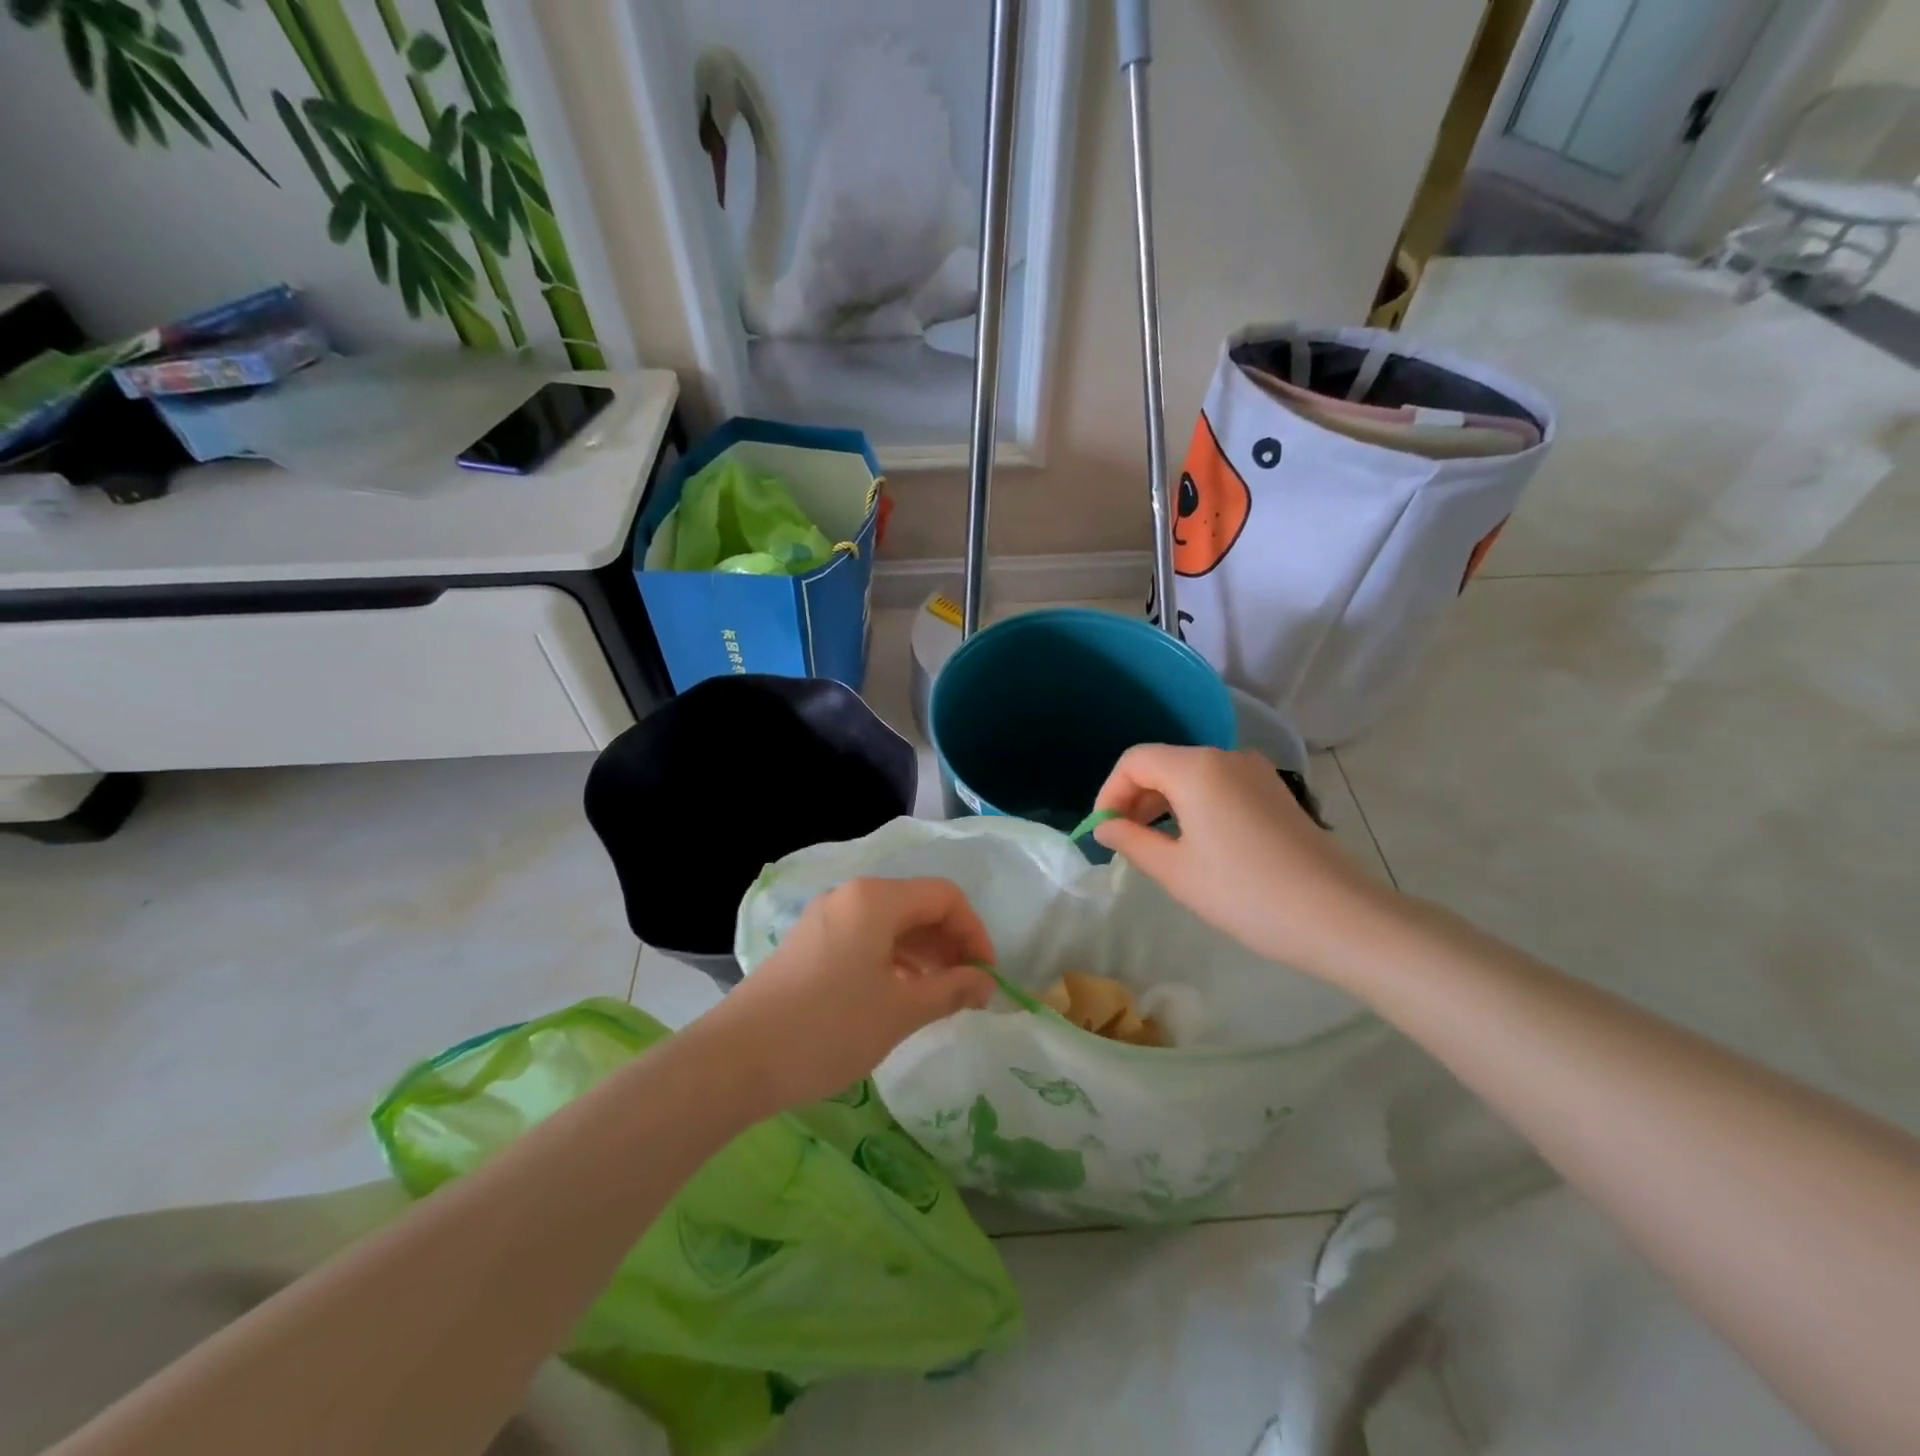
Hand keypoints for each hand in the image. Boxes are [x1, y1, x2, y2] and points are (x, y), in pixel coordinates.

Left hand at [694, 877, 996, 1113]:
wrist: (736, 1060)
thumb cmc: (829, 1028)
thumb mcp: (900, 1011)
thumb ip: (951, 991)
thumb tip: (985, 983)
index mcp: (876, 900)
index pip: (944, 897)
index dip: (974, 933)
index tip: (985, 977)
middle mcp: (850, 897)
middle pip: (916, 906)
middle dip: (949, 944)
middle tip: (965, 991)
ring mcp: (824, 920)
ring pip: (889, 925)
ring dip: (922, 955)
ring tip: (936, 999)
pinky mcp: (807, 945)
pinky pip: (863, 940)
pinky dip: (891, 962)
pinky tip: (896, 998)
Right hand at [1092, 745, 1389, 978]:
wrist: (1338, 916)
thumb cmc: (1245, 894)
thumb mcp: (1176, 871)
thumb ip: (1131, 841)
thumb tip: (1104, 826)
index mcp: (1197, 768)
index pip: (1135, 761)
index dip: (1110, 792)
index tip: (1103, 830)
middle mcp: (1226, 757)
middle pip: (1164, 763)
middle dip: (1136, 797)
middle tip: (1124, 841)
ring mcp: (1256, 772)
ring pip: (1192, 775)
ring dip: (1164, 803)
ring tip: (1156, 846)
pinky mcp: (1276, 792)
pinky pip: (1220, 786)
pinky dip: (1195, 805)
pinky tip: (1196, 843)